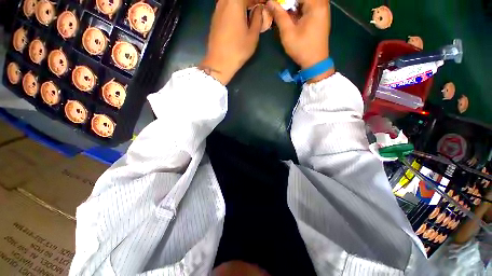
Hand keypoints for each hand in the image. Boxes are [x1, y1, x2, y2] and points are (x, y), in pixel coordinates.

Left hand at [199, 0, 263, 84]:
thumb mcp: (253, 36)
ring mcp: (217, 9)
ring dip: (242, 5)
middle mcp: (224, 1)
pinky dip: (235, 9)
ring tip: (250, 13)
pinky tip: (240, 18)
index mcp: (235, 2)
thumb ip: (258, 18)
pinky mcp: (214, 18)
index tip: (264, 4)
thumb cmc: (238, 50)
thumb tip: (259, 9)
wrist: (219, 62)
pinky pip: (226, 6)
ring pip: (231, 1)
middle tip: (257, 9)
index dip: (259, 0)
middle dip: (250, 1)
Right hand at [267, 0, 333, 82]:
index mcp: (315, 5)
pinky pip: (308, 6)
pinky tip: (291, 15)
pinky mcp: (320, 15)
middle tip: (278, 8)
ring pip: (305, 2)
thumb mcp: (288, 33)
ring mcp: (322, 9)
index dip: (284, 0)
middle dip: (288, 2)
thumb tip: (270, 2)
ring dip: (293, 5)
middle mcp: (322, 3)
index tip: (275, 4)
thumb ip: (279, 16)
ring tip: (283, 12)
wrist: (315, 62)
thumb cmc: (302, 49)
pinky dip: (299, 8)